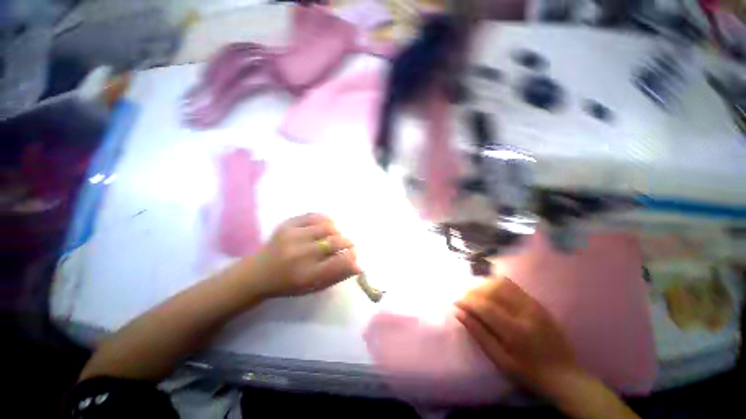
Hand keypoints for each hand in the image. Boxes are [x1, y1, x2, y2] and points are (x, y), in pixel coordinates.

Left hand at [249, 214, 360, 297]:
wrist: (257, 273)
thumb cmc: (289, 284)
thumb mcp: (314, 286)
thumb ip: (338, 275)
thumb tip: (359, 265)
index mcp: (309, 275)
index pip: (341, 261)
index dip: (352, 255)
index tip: (353, 254)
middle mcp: (301, 254)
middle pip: (336, 241)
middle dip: (347, 243)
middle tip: (347, 245)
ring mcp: (293, 236)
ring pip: (327, 227)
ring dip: (337, 231)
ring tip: (335, 236)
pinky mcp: (287, 224)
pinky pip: (314, 216)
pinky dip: (325, 220)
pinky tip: (325, 226)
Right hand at [454, 277, 583, 398]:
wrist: (565, 376)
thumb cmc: (529, 373)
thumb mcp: (500, 361)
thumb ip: (479, 334)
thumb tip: (459, 313)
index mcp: (516, 331)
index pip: (485, 307)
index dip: (467, 301)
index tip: (455, 302)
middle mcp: (525, 312)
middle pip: (493, 290)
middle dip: (473, 291)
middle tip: (463, 298)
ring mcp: (534, 305)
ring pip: (502, 284)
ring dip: (484, 285)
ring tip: (474, 293)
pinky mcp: (538, 303)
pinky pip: (513, 286)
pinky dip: (497, 284)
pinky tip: (490, 291)